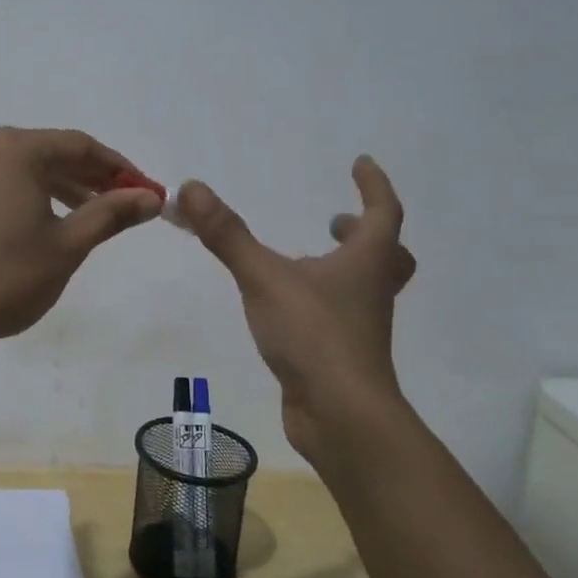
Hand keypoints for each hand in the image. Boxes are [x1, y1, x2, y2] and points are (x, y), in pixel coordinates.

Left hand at [0, 127, 160, 351]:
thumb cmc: (5, 278)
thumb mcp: (67, 246)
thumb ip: (110, 214)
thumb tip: (151, 198)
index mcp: (15, 149)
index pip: (80, 146)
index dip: (118, 168)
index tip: (146, 191)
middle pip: (49, 151)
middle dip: (89, 176)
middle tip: (123, 202)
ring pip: (22, 166)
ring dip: (58, 185)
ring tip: (89, 214)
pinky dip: (26, 192)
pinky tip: (42, 218)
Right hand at [177, 157, 416, 463]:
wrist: (341, 415)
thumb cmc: (314, 334)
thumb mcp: (264, 277)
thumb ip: (227, 234)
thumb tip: (191, 187)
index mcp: (366, 262)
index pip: (382, 211)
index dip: (373, 184)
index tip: (361, 162)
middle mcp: (371, 290)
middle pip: (386, 254)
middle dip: (364, 232)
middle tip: (336, 222)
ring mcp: (361, 326)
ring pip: (364, 287)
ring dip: (343, 267)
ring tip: (305, 261)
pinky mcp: (343, 355)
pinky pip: (340, 317)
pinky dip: (322, 301)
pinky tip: (289, 308)